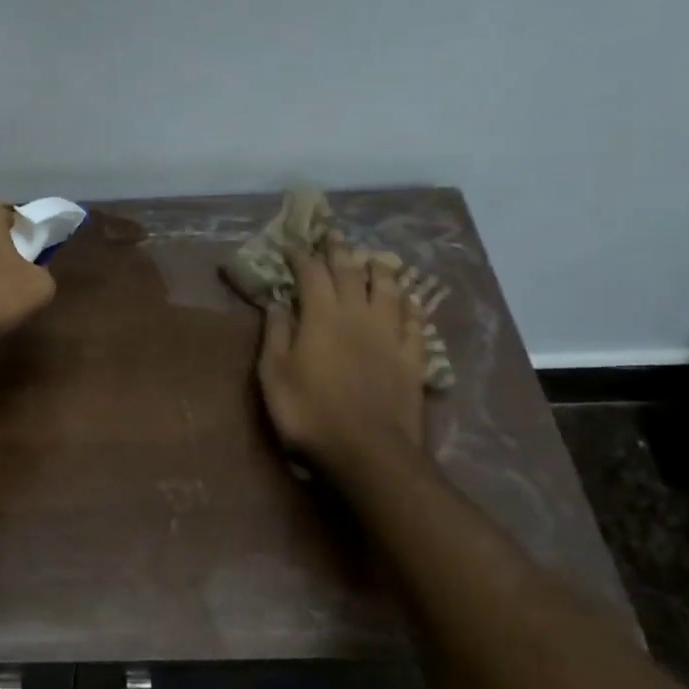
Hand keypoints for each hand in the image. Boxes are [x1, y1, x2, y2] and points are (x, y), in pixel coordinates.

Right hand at [256, 241, 426, 478]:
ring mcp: (390, 335)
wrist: (367, 451)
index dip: (301, 255)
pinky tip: (410, 299)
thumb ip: (276, 333)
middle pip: (351, 273)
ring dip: (380, 269)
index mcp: (322, 316)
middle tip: (333, 236)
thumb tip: (277, 301)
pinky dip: (411, 304)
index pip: (311, 273)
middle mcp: (359, 315)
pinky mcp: (413, 358)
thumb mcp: (274, 374)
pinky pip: (415, 321)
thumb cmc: (309, 412)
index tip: (291, 244)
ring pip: (389, 289)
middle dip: (340, 252)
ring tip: (375, 258)